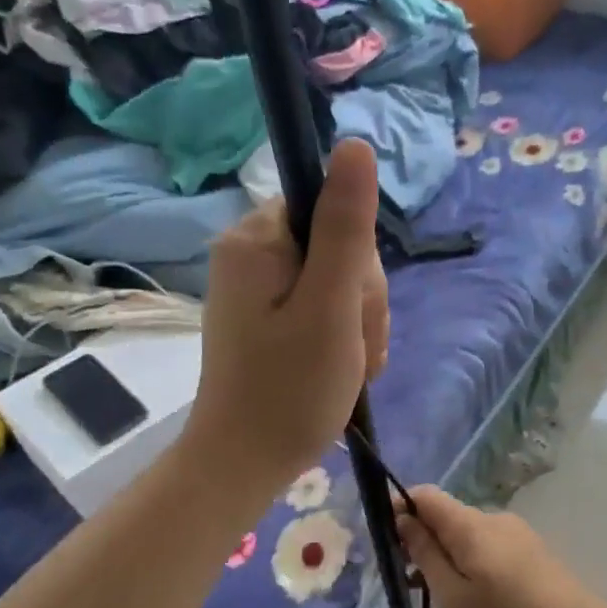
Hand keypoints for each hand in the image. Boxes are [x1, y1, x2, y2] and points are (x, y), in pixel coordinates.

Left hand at [184, 139, 388, 492]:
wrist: (245, 462)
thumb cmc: (290, 389)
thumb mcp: (331, 307)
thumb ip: (347, 227)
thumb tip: (356, 145)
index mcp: (257, 240)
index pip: (332, 213)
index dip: (358, 263)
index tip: (353, 313)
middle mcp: (250, 253)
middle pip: (338, 248)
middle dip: (361, 302)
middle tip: (352, 350)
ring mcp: (258, 287)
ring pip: (339, 281)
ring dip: (358, 324)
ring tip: (349, 367)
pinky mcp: (268, 316)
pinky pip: (323, 305)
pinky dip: (343, 336)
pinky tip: (344, 368)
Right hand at [395, 486, 606, 607]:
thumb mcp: (453, 598)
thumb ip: (426, 555)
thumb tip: (404, 519)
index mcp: (471, 525)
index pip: (426, 495)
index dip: (400, 508)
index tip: (386, 541)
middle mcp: (495, 519)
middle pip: (447, 517)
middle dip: (422, 541)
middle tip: (411, 585)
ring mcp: (518, 534)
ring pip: (468, 535)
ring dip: (447, 557)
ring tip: (445, 601)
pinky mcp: (533, 552)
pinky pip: (489, 548)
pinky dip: (471, 565)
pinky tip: (478, 601)